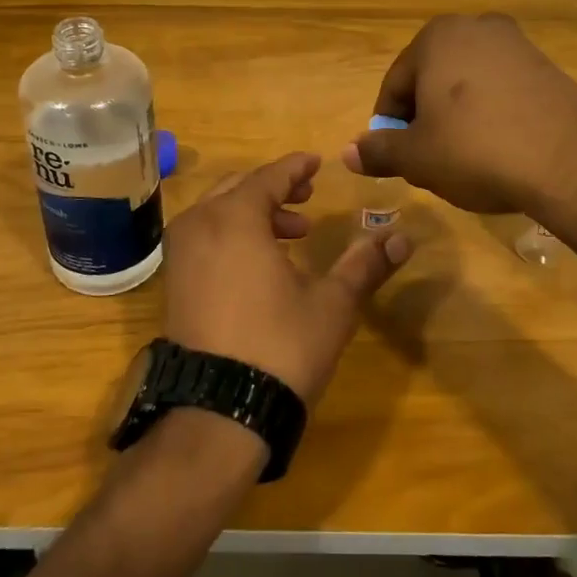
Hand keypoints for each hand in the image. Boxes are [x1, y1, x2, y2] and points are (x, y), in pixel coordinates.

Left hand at [162, 152, 412, 405]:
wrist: (218, 414)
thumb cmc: (280, 347)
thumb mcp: (332, 304)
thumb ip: (365, 264)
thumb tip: (403, 238)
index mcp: (235, 217)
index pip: (269, 177)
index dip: (295, 168)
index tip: (315, 162)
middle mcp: (199, 225)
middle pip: (239, 188)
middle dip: (276, 189)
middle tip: (308, 197)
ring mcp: (180, 255)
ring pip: (219, 212)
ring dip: (255, 213)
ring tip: (294, 234)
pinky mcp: (174, 283)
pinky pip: (205, 237)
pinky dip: (233, 234)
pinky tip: (262, 262)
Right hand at [343, 13, 576, 223]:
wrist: (572, 164)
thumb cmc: (477, 152)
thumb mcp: (417, 157)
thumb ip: (378, 151)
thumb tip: (347, 153)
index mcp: (437, 37)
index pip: (395, 85)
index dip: (390, 127)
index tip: (396, 159)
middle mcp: (477, 27)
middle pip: (432, 80)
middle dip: (425, 119)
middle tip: (430, 160)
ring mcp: (518, 44)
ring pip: (468, 85)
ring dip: (458, 118)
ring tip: (465, 159)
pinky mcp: (549, 67)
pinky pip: (503, 91)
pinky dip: (492, 116)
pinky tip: (499, 149)